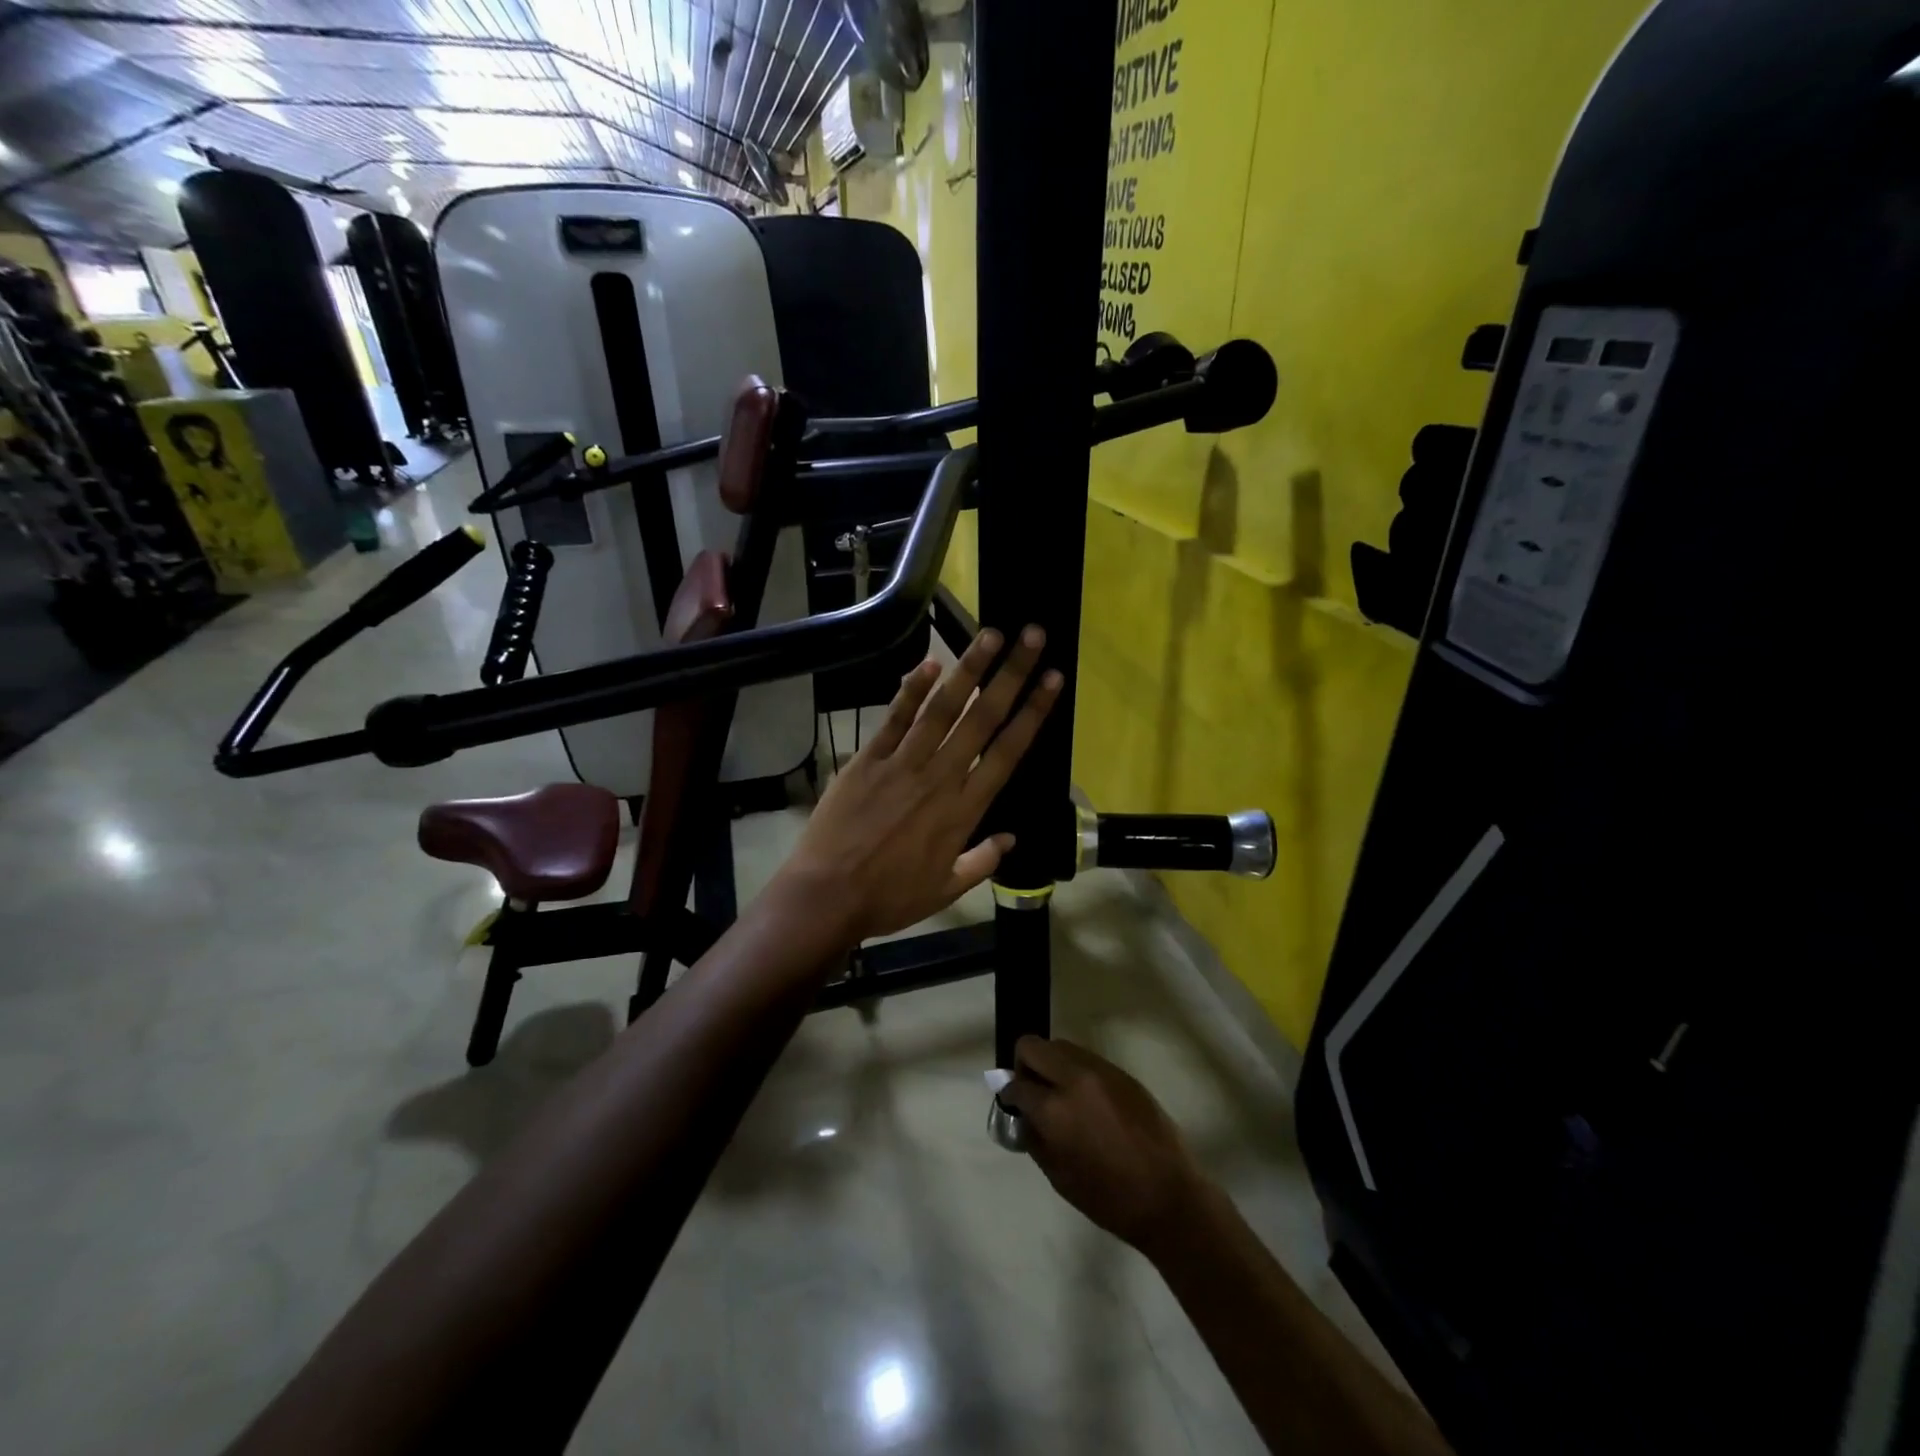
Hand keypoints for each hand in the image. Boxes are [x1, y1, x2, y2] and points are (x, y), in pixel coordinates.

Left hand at [774, 625, 1061, 943]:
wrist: (828, 896)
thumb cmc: (889, 898)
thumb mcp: (945, 889)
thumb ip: (981, 861)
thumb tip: (1011, 839)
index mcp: (964, 809)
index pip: (1007, 751)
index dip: (1033, 713)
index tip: (1052, 680)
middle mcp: (940, 777)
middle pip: (983, 718)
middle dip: (1011, 675)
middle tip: (1032, 637)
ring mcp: (903, 763)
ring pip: (942, 709)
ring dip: (968, 669)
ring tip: (990, 635)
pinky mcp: (868, 759)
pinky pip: (894, 718)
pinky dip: (912, 690)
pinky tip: (930, 662)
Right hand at [999, 1036, 1208, 1257]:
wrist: (1169, 1196)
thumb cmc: (1109, 1198)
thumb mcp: (1058, 1176)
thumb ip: (1035, 1137)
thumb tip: (1023, 1115)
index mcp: (1055, 1109)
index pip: (1016, 1084)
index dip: (1009, 1095)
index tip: (1014, 1106)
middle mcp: (1074, 1079)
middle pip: (1032, 1046)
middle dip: (1025, 1066)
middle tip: (1033, 1093)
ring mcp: (1100, 1070)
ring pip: (1060, 1046)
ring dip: (1051, 1065)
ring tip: (1062, 1096)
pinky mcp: (1121, 1072)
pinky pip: (1086, 1059)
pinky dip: (1076, 1071)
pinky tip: (1088, 1101)